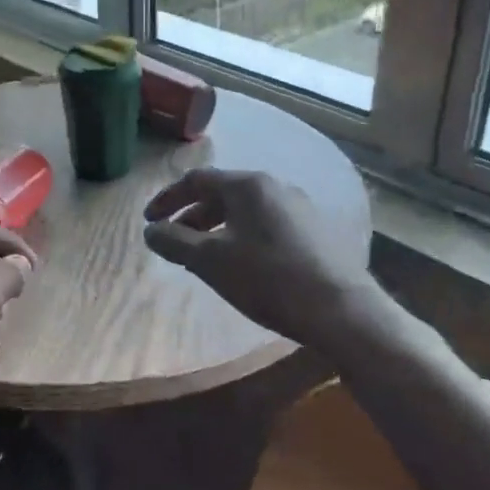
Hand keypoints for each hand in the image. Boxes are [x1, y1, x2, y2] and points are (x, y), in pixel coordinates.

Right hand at [143, 168, 382, 346]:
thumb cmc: (267, 278)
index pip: (196, 180)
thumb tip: (150, 231)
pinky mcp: (315, 229)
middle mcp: (274, 186)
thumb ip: (174, 242)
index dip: (167, 199)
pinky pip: (266, 223)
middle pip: (222, 193)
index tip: (149, 222)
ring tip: (205, 256)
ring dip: (217, 227)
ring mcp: (299, 206)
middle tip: (175, 241)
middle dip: (192, 216)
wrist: (340, 309)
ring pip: (245, 209)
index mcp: (247, 185)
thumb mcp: (210, 261)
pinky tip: (243, 263)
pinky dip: (242, 235)